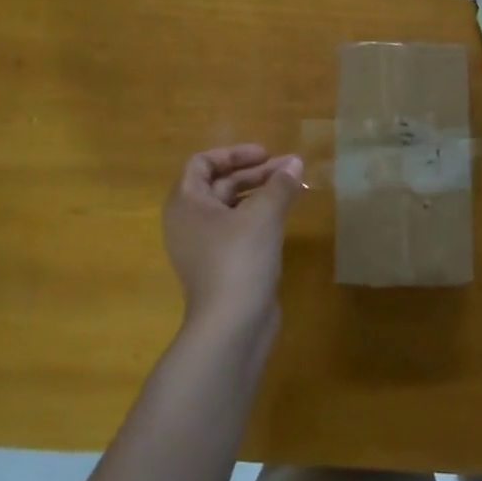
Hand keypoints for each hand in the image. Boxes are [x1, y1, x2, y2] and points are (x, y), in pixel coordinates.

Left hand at [163, 145, 303, 343]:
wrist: (231, 326)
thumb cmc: (239, 259)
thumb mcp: (263, 215)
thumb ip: (279, 184)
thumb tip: (295, 163)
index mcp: (186, 204)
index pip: (202, 163)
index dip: (234, 154)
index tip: (265, 155)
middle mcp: (189, 222)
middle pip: (220, 184)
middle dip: (256, 173)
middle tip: (290, 169)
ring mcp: (204, 247)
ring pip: (233, 208)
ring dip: (261, 193)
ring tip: (294, 188)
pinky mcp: (222, 266)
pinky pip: (239, 230)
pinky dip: (260, 217)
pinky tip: (286, 216)